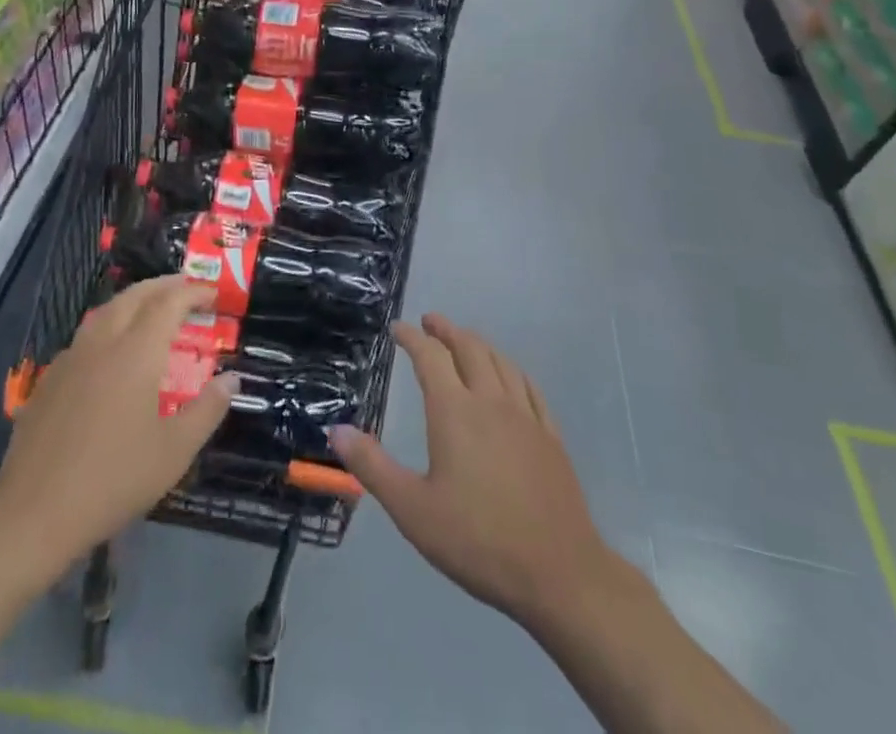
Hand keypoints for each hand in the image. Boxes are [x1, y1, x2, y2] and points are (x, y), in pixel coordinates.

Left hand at [0, 277, 236, 576]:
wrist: (34, 513)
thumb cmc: (114, 481)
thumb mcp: (174, 452)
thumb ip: (207, 410)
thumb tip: (231, 379)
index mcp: (136, 353)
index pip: (169, 303)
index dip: (192, 292)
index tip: (212, 293)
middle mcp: (103, 342)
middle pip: (135, 295)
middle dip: (163, 285)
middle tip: (186, 288)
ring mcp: (71, 358)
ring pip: (106, 311)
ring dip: (134, 300)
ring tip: (152, 309)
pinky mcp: (49, 378)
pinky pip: (86, 336)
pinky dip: (109, 326)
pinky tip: (112, 351)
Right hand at [331, 314, 639, 632]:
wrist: (559, 574)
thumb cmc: (478, 540)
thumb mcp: (412, 510)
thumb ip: (372, 467)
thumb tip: (336, 431)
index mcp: (454, 411)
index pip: (430, 356)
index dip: (411, 337)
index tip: (397, 329)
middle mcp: (490, 401)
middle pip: (469, 348)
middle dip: (446, 330)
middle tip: (430, 322)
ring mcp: (526, 417)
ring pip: (500, 362)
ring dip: (478, 343)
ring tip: (465, 340)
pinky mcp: (551, 437)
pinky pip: (529, 387)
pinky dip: (511, 369)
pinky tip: (509, 376)